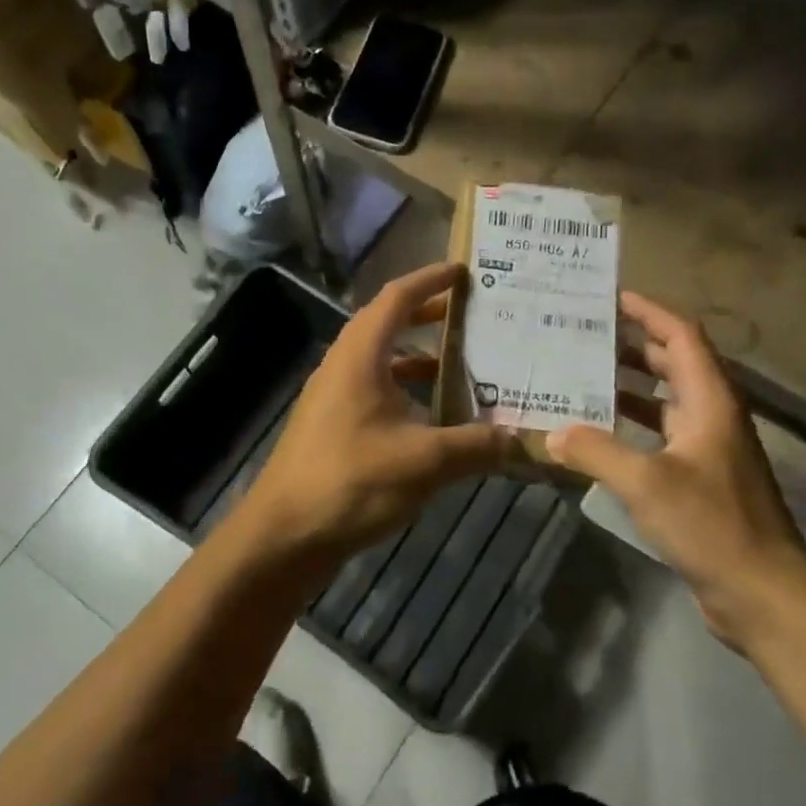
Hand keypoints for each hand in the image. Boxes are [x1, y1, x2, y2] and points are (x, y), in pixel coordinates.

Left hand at [237, 264, 513, 574]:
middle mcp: (343, 367)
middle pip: (388, 325)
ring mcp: (334, 399)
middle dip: (430, 315)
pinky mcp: (333, 429)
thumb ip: (477, 446)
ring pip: (383, 363)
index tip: (464, 271)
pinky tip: (436, 421)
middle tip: (474, 315)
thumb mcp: (425, 462)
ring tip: (464, 366)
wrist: (285, 535)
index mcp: (360, 356)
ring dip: (420, 359)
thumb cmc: (351, 482)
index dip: (430, 279)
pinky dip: (408, 395)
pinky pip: (377, 394)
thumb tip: (521, 439)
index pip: (397, 297)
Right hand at [545, 291, 805, 648]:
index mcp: (710, 401)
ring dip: (628, 386)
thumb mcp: (647, 482)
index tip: (611, 298)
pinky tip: (598, 435)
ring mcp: (708, 448)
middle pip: (673, 363)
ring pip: (665, 401)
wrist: (762, 590)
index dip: (649, 313)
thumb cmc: (711, 524)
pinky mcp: (700, 478)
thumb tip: (554, 432)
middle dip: (631, 345)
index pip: (682, 336)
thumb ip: (597, 451)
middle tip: (583, 336)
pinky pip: (660, 436)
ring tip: (581, 377)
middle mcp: (712, 416)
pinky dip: (631, 426)